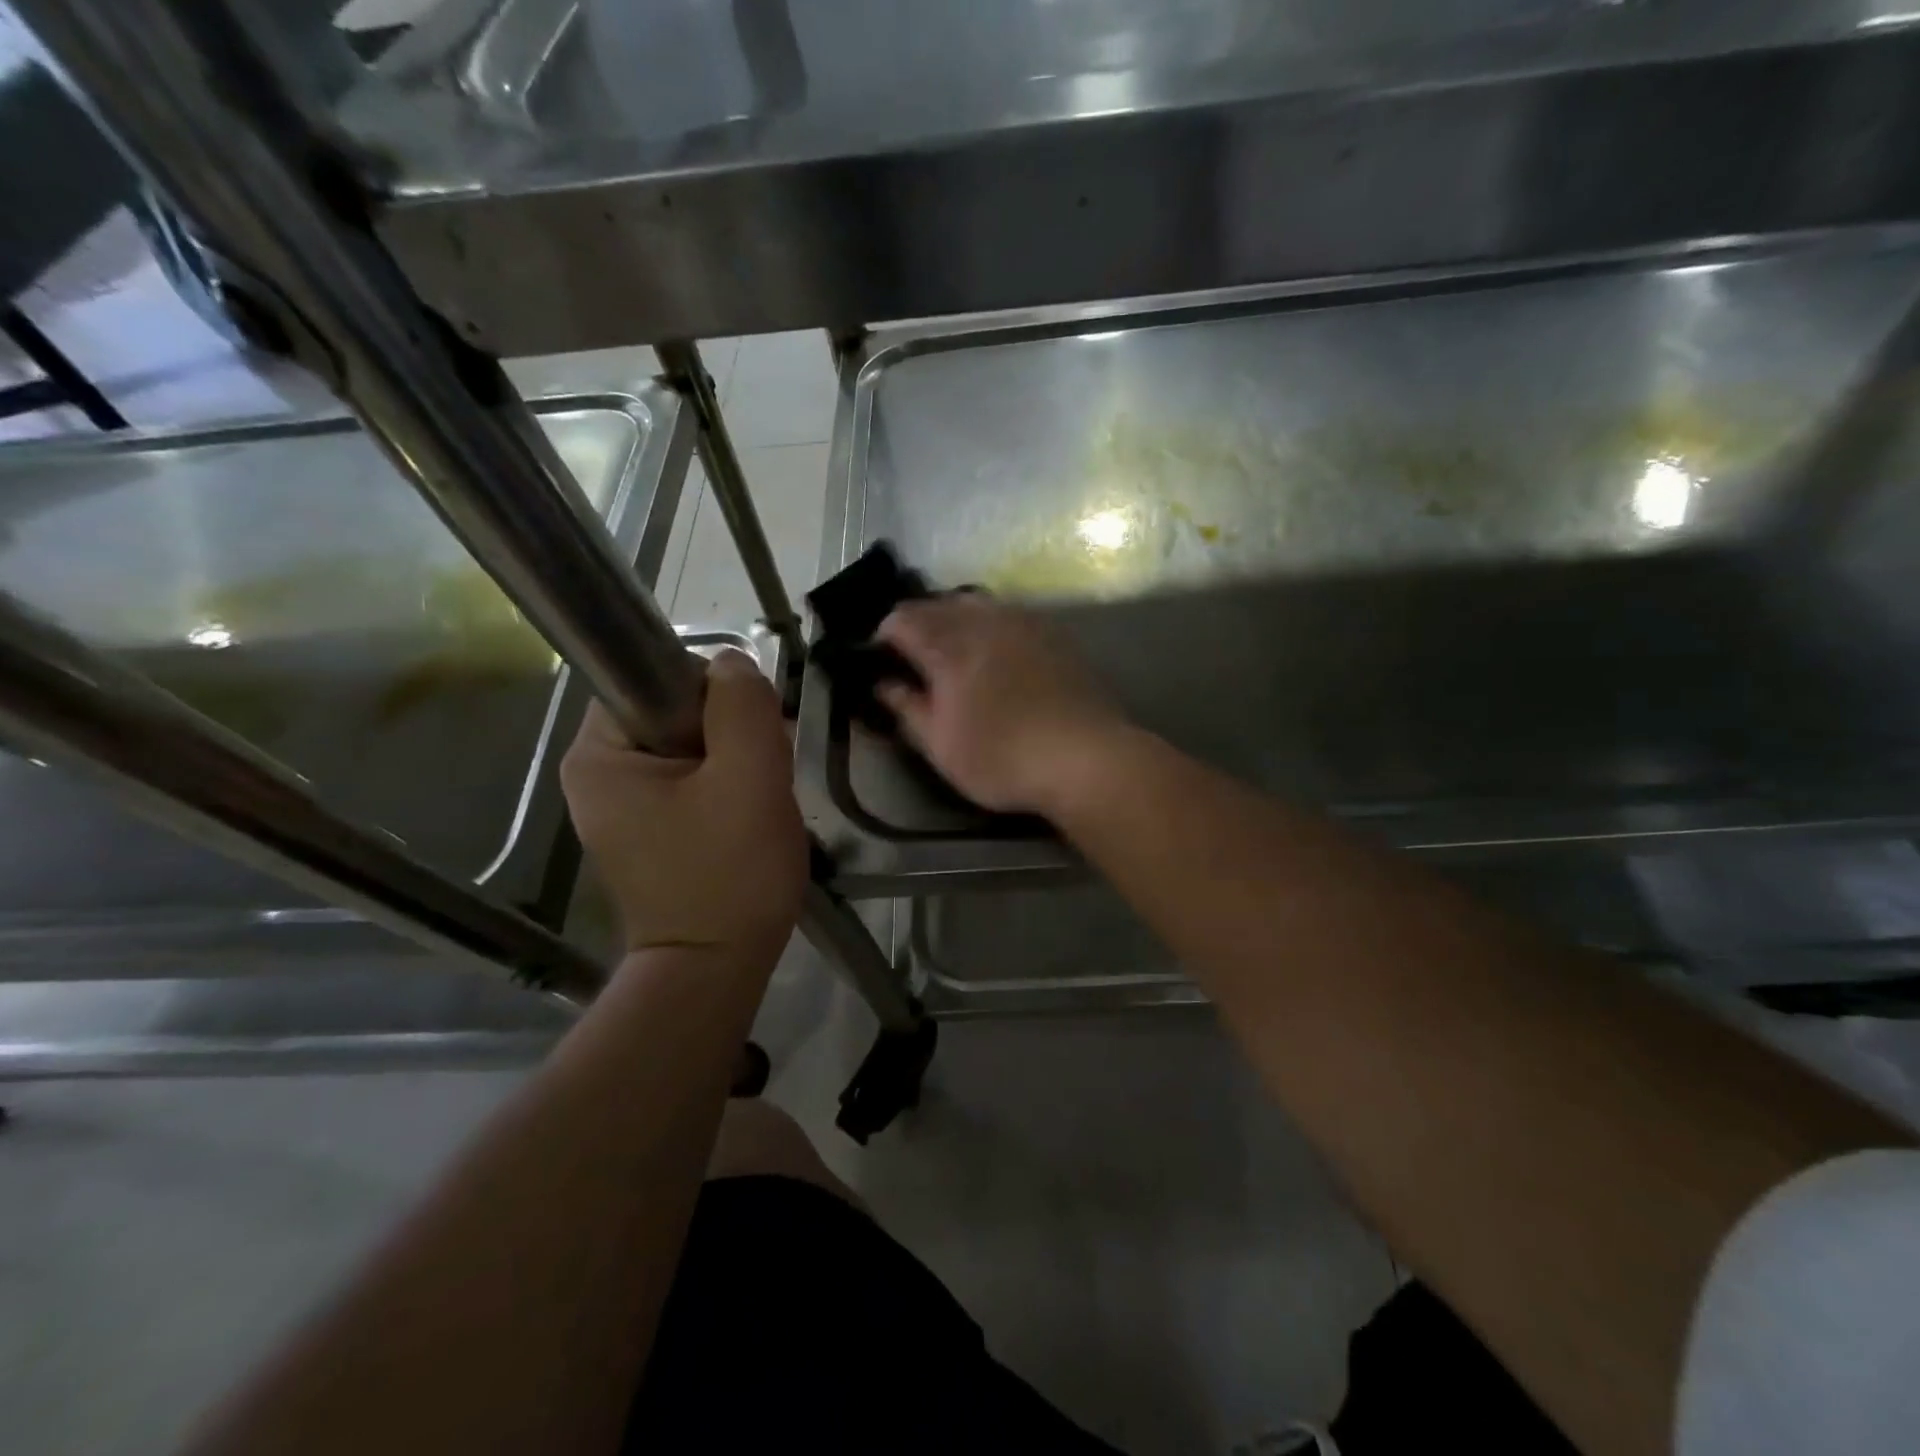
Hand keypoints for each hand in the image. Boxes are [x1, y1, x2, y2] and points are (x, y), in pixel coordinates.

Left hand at [561, 651, 805, 958]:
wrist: (717, 968)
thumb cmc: (729, 873)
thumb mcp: (749, 777)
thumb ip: (742, 706)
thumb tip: (731, 664)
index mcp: (598, 755)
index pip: (658, 678)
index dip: (714, 695)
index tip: (750, 736)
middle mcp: (597, 775)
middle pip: (677, 713)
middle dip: (732, 734)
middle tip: (764, 775)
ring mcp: (621, 806)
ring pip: (693, 747)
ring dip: (737, 761)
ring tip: (761, 802)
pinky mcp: (649, 831)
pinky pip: (693, 781)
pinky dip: (728, 788)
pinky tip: (750, 817)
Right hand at [875, 594, 1125, 815]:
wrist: (1084, 758)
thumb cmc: (1001, 758)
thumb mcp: (940, 745)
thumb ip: (907, 708)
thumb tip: (883, 684)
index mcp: (948, 646)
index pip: (902, 619)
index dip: (883, 636)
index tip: (881, 660)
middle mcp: (983, 621)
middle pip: (937, 604)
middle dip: (917, 623)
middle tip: (912, 657)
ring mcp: (1022, 622)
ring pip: (974, 603)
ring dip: (953, 619)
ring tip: (952, 651)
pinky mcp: (1052, 632)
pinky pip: (1008, 613)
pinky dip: (988, 625)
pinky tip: (995, 653)